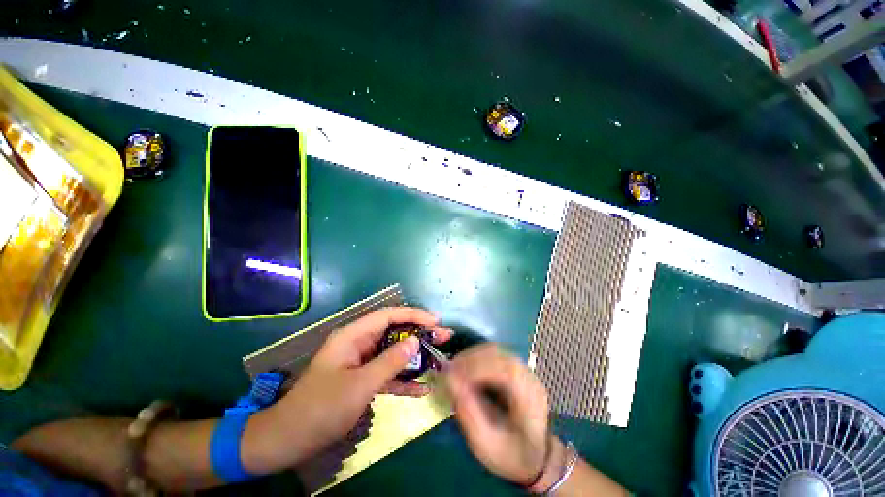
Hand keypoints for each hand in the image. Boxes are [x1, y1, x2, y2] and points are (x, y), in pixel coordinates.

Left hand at [242, 307, 451, 473]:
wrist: (289, 440)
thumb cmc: (321, 408)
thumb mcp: (360, 384)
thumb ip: (390, 361)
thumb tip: (415, 343)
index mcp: (353, 335)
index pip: (388, 315)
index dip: (413, 314)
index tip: (435, 321)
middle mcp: (359, 343)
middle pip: (394, 332)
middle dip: (419, 334)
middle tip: (444, 336)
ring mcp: (362, 361)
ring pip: (394, 352)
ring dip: (415, 357)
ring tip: (440, 357)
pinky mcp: (363, 378)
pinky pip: (387, 373)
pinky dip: (403, 379)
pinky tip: (422, 388)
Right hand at [445, 344, 550, 486]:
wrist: (536, 457)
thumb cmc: (511, 455)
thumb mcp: (487, 445)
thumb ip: (468, 414)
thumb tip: (450, 380)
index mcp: (529, 399)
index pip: (506, 370)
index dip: (478, 367)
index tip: (454, 375)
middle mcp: (530, 378)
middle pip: (499, 354)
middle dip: (471, 359)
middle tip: (449, 370)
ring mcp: (524, 370)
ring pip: (495, 350)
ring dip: (472, 355)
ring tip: (455, 368)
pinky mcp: (516, 368)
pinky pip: (494, 354)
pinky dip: (477, 357)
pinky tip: (466, 368)